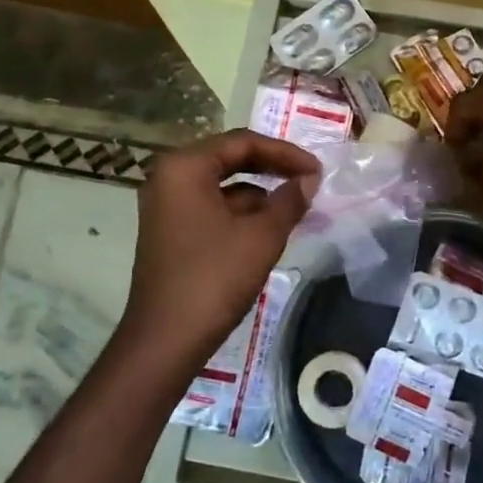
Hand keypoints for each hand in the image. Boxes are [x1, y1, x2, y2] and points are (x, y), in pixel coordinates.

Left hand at [117, 130, 320, 372]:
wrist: (166, 339)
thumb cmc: (214, 278)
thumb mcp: (261, 237)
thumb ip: (289, 201)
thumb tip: (309, 181)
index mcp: (185, 167)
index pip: (242, 142)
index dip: (285, 153)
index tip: (317, 170)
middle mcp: (169, 178)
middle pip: (230, 159)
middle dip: (272, 169)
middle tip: (309, 181)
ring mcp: (166, 206)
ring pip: (222, 186)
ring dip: (260, 193)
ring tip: (297, 207)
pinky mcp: (170, 231)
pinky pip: (212, 208)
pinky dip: (242, 213)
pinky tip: (270, 228)